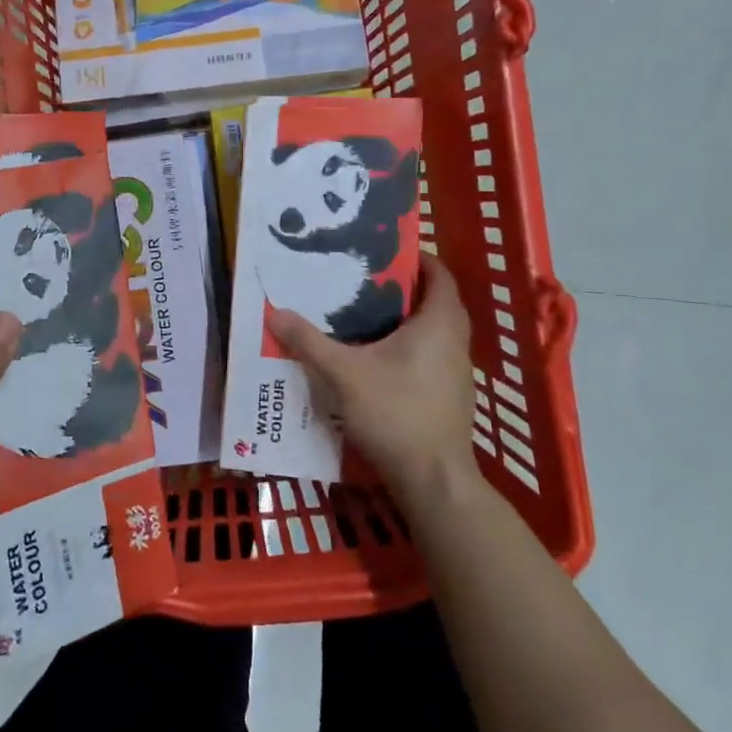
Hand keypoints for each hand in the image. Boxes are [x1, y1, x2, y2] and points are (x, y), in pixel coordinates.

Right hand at [269, 260, 483, 513]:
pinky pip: (430, 354)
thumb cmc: (396, 413)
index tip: (384, 251)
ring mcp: (456, 371)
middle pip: (435, 301)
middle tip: (364, 280)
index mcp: (438, 324)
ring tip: (364, 314)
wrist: (433, 480)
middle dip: (404, 288)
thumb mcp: (344, 373)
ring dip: (406, 318)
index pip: (439, 275)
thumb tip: (275, 312)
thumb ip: (309, 341)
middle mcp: (454, 341)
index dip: (417, 259)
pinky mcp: (449, 395)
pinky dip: (408, 345)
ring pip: (433, 330)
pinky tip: (375, 357)